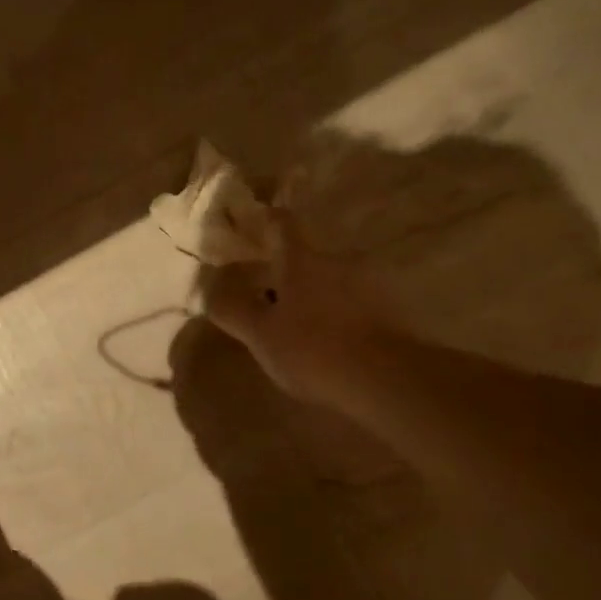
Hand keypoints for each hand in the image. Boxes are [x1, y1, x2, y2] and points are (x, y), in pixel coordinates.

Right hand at [203, 211, 390, 401]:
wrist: (387, 380)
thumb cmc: (312, 349)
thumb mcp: (260, 334)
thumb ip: (233, 309)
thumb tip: (210, 288)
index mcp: (303, 260)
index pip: (282, 223)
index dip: (266, 220)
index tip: (253, 225)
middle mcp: (338, 262)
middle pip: (307, 257)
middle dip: (285, 273)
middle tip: (265, 295)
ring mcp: (369, 285)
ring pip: (330, 282)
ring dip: (312, 297)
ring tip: (295, 325)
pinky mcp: (389, 313)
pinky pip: (352, 306)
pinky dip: (335, 316)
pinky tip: (326, 343)